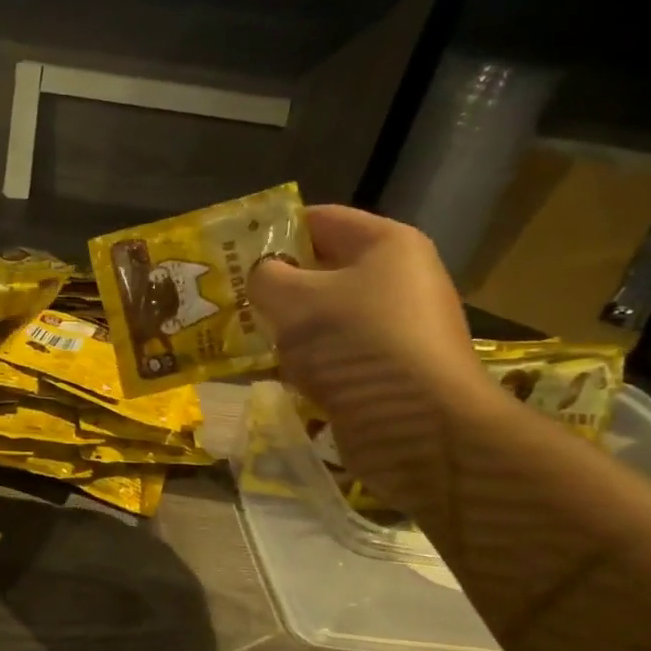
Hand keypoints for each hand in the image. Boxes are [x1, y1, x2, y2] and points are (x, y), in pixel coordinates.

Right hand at [249, 206, 493, 512]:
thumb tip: (262, 277)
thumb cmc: (357, 345)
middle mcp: (399, 280)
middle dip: (275, 285)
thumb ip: (265, 277)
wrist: (422, 430)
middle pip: (322, 271)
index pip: (319, 220)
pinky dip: (306, 362)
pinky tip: (272, 374)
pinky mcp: (391, 373)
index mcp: (387, 245)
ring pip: (326, 318)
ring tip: (240, 339)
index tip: (230, 252)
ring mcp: (398, 330)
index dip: (272, 231)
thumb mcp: (293, 300)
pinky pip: (336, 356)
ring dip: (287, 329)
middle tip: (228, 299)